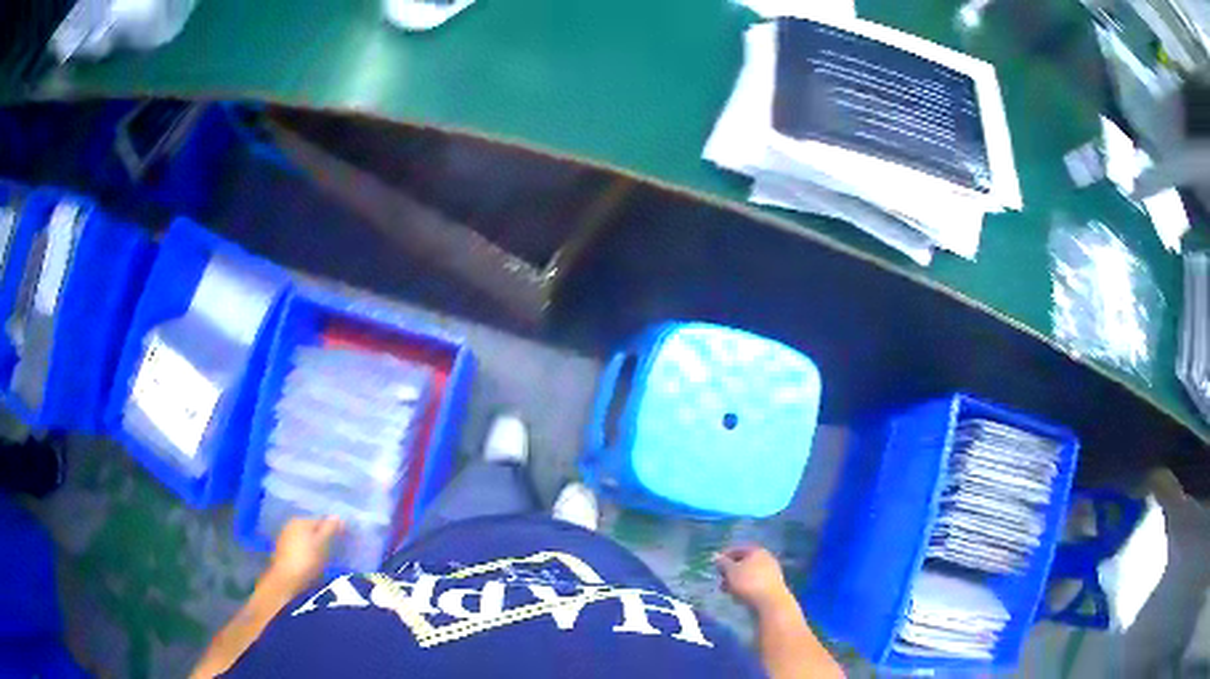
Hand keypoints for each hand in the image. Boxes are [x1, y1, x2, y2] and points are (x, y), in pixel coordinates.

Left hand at [266, 516, 342, 592]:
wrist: (286, 579)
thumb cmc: (307, 560)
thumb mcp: (322, 544)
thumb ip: (330, 529)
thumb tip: (337, 515)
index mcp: (301, 521)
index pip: (321, 520)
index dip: (333, 529)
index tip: (343, 540)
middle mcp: (291, 525)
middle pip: (312, 529)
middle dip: (323, 537)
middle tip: (334, 550)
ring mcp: (285, 537)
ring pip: (305, 538)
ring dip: (314, 544)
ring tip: (324, 558)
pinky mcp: (282, 550)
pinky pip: (299, 546)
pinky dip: (306, 551)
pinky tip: (311, 562)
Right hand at [714, 545, 792, 612]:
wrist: (770, 602)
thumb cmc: (748, 583)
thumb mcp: (731, 571)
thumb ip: (723, 563)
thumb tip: (716, 556)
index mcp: (757, 551)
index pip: (738, 549)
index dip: (725, 556)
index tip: (715, 566)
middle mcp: (766, 559)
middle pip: (744, 562)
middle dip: (730, 571)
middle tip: (720, 580)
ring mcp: (771, 572)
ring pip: (749, 574)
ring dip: (736, 581)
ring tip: (726, 591)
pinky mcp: (772, 585)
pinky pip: (755, 583)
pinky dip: (745, 587)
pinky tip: (739, 596)